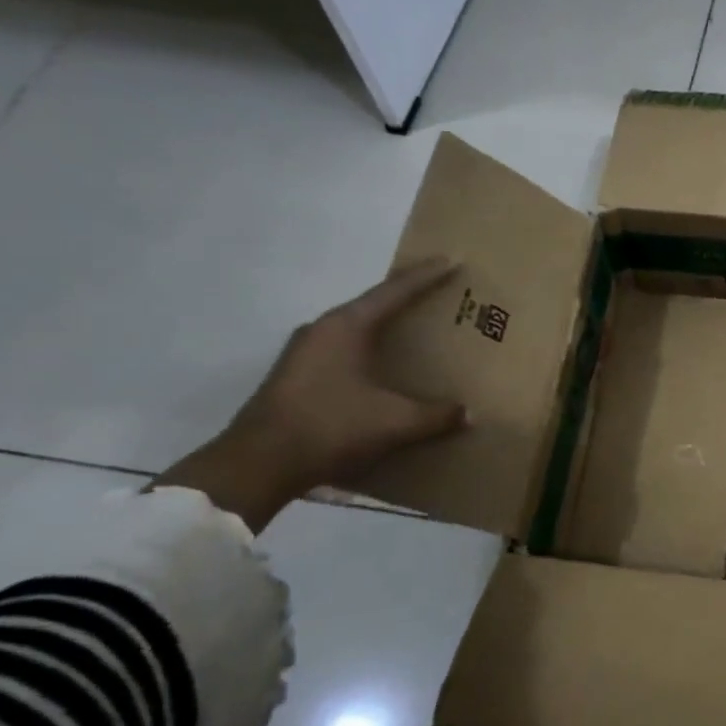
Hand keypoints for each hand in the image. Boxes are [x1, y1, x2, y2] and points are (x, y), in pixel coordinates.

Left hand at [156, 259, 467, 530]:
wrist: (257, 465)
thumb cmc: (330, 427)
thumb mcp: (394, 422)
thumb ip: (436, 415)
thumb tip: (468, 414)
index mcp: (346, 326)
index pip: (394, 291)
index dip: (426, 276)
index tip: (451, 260)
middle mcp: (321, 330)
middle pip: (372, 305)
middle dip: (405, 299)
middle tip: (437, 296)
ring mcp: (302, 353)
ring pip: (353, 329)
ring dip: (382, 328)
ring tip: (411, 332)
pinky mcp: (294, 376)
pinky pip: (341, 350)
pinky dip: (366, 351)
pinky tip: (379, 369)